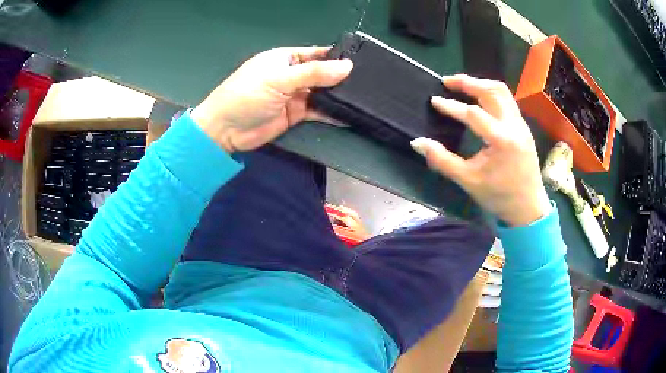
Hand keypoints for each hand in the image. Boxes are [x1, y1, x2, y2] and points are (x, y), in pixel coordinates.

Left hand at [191, 46, 352, 151]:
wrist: (225, 130)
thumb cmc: (247, 95)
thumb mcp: (279, 79)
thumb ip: (313, 73)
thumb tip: (347, 67)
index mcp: (286, 58)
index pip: (317, 53)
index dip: (337, 56)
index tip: (362, 62)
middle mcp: (293, 74)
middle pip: (323, 73)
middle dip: (341, 77)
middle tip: (368, 83)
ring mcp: (295, 95)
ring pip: (323, 93)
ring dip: (338, 95)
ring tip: (364, 98)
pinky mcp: (296, 114)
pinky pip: (319, 111)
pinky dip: (332, 113)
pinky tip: (349, 114)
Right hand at [410, 74, 550, 226]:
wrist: (529, 208)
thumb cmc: (499, 197)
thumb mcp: (468, 181)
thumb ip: (442, 160)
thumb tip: (418, 142)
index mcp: (502, 140)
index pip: (473, 114)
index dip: (451, 106)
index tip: (434, 101)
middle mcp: (514, 126)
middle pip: (491, 91)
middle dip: (468, 82)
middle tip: (447, 81)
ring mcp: (521, 125)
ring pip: (502, 92)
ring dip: (481, 84)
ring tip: (462, 86)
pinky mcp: (523, 127)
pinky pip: (507, 101)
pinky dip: (491, 94)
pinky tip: (479, 100)